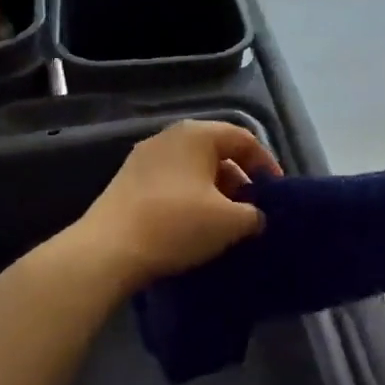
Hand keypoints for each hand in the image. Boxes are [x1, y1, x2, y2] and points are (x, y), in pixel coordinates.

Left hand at [77, 120, 282, 288]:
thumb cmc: (177, 224)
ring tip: (224, 222)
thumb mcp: (230, 222)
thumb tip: (255, 216)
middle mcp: (169, 137)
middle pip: (216, 152)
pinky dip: (189, 198)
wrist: (107, 250)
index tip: (277, 192)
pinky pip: (171, 182)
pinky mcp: (127, 182)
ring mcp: (144, 158)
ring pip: (192, 169)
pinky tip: (193, 226)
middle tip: (252, 209)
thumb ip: (254, 214)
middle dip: (239, 180)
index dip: (266, 164)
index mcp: (197, 134)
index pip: (244, 139)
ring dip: (214, 191)